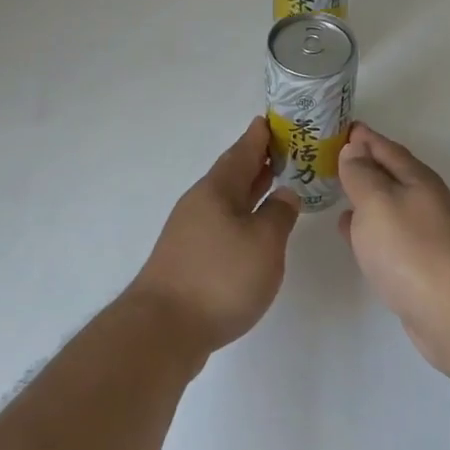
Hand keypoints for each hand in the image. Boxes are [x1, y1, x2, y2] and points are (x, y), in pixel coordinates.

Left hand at [129, 117, 300, 358]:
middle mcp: (200, 204)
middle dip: (256, 161)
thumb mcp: (263, 243)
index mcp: (217, 190)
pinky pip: (221, 224)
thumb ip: (279, 214)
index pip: (242, 152)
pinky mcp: (188, 259)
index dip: (258, 137)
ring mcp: (190, 232)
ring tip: (274, 184)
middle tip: (283, 149)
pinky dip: (241, 217)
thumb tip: (285, 193)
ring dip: (249, 190)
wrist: (163, 330)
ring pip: (226, 200)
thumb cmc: (219, 277)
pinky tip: (253, 230)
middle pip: (231, 174)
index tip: (270, 120)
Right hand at [339, 124, 449, 375]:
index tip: (339, 126)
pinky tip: (350, 233)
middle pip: (389, 174)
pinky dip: (367, 227)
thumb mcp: (378, 202)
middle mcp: (424, 201)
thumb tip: (354, 148)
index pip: (385, 147)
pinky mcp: (419, 266)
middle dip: (362, 164)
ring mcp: (424, 235)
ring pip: (387, 205)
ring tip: (335, 189)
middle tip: (329, 156)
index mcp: (416, 179)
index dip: (362, 137)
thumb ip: (362, 174)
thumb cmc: (412, 249)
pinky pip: (386, 235)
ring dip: (364, 196)